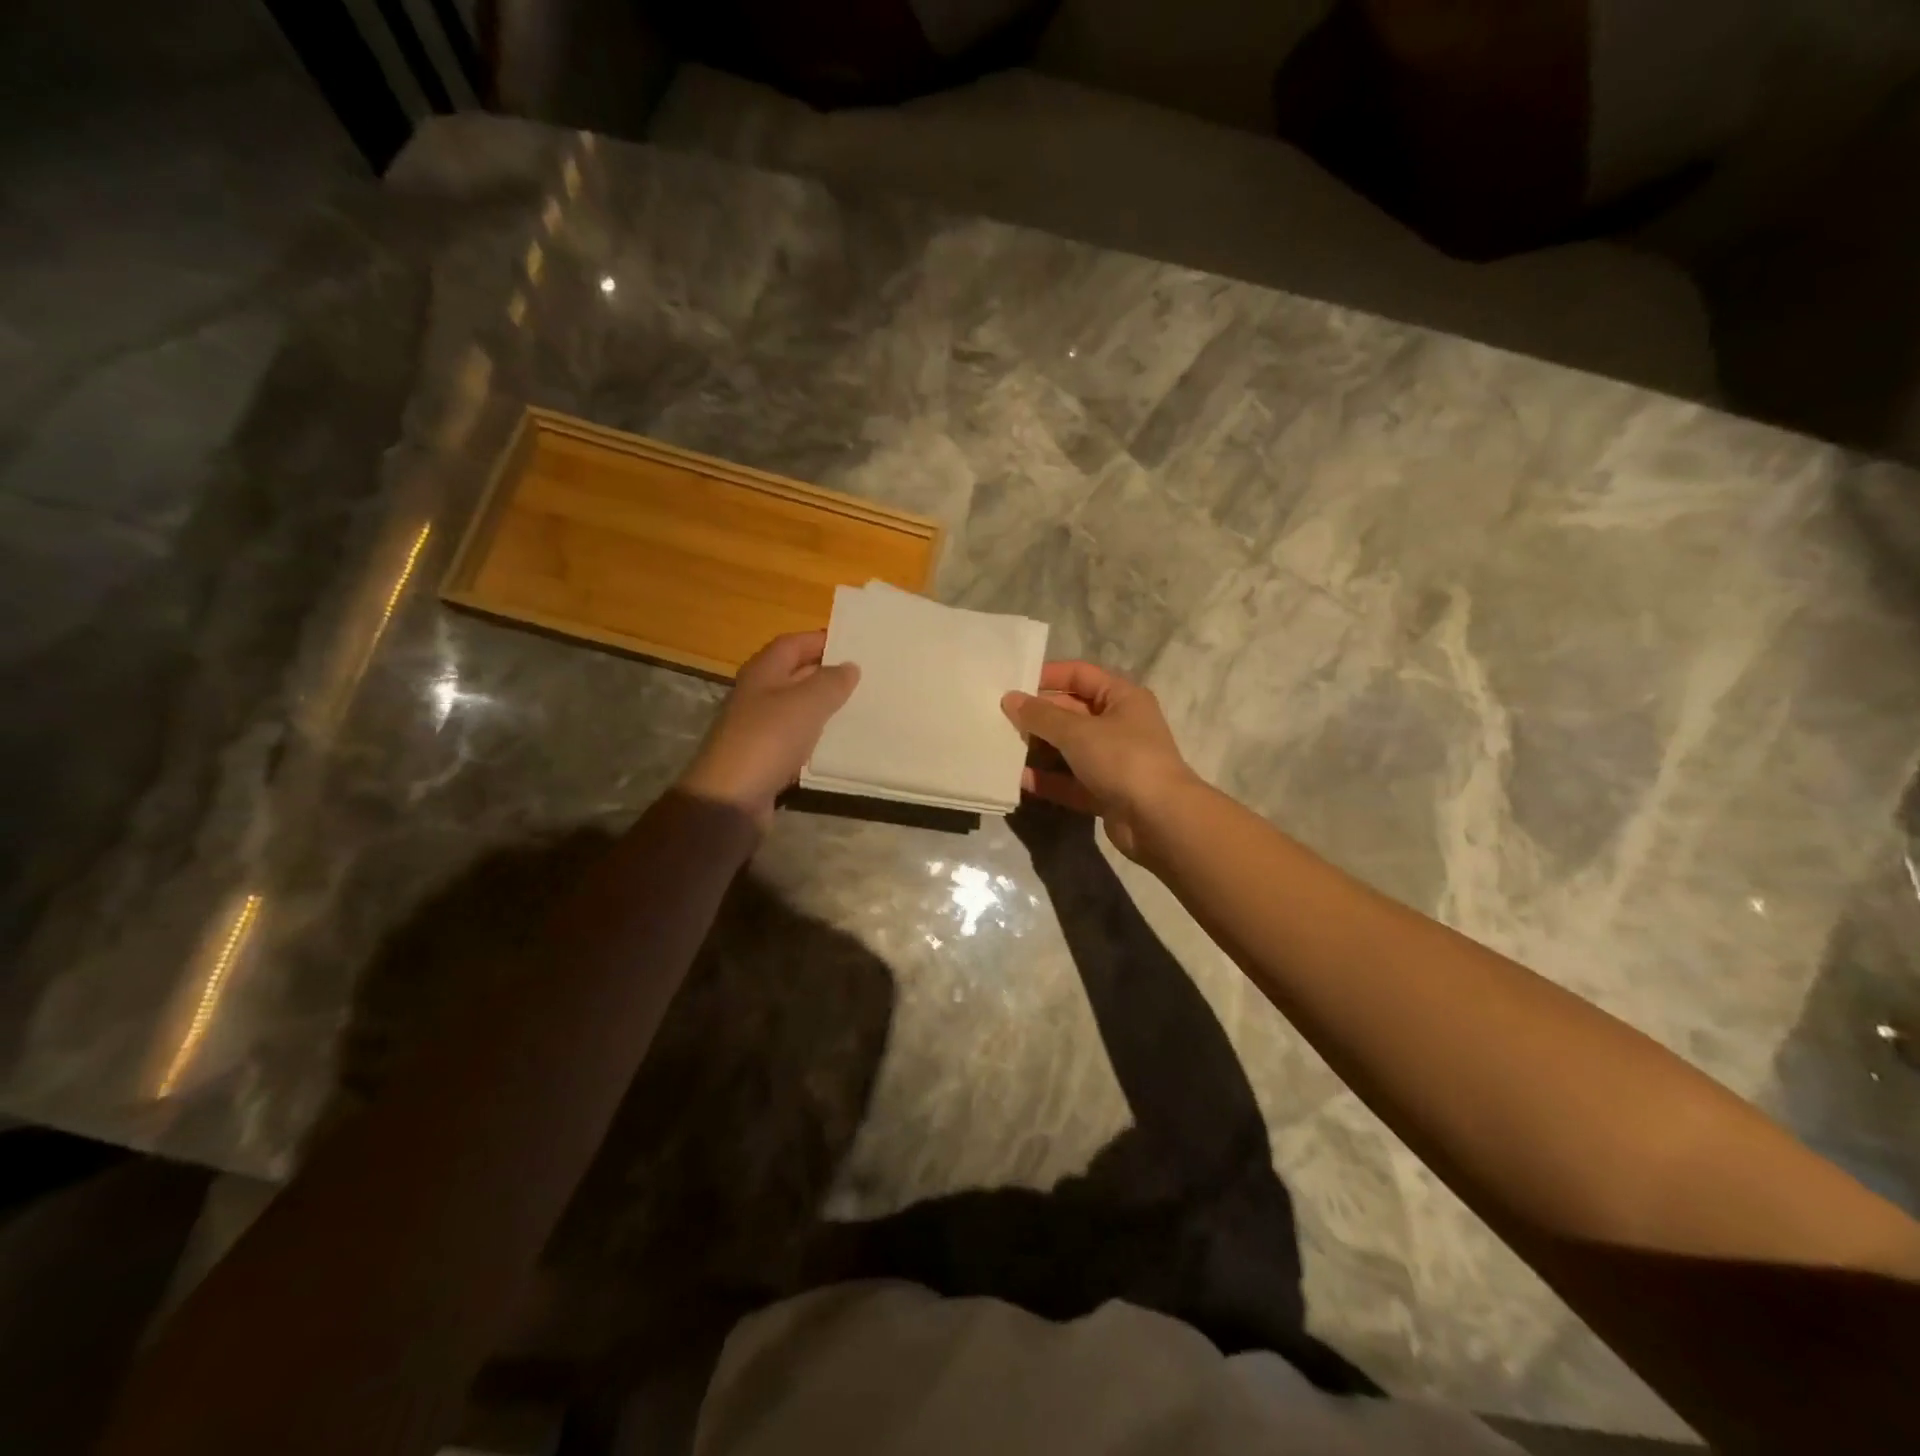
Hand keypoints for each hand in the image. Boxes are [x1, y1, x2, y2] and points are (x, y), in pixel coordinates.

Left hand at [677, 630, 858, 827]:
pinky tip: (839, 742)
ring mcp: (759, 728)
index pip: (793, 643)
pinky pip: (796, 738)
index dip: (821, 640)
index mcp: (762, 672)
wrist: (731, 799)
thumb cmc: (768, 739)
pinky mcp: (765, 758)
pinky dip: (817, 737)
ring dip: (824, 706)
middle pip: (794, 674)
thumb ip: (831, 682)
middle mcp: (758, 695)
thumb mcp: (806, 703)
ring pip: (797, 708)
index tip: (855, 644)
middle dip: (827, 673)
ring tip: (860, 706)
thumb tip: (850, 666)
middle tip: (866, 675)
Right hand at [1000, 661, 1198, 861]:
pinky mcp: (1106, 793)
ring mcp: (1114, 761)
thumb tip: (1010, 698)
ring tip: (1003, 746)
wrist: (1159, 819)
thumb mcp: (1077, 731)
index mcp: (1122, 698)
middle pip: (1072, 712)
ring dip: (1040, 748)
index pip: (1080, 675)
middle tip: (999, 717)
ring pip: (1069, 749)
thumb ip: (1040, 716)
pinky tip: (1019, 779)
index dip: (1048, 676)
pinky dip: (1048, 780)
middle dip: (1038, 715)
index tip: (1013, 683)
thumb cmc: (1122, 759)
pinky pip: (1070, 781)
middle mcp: (1120, 725)